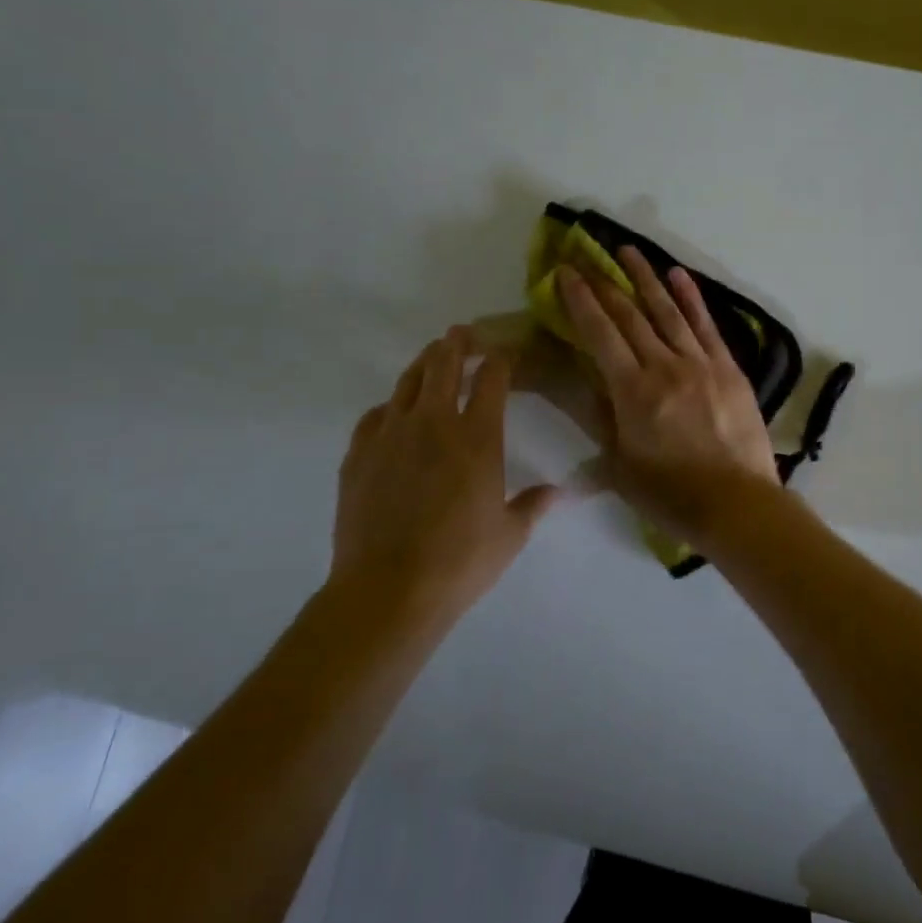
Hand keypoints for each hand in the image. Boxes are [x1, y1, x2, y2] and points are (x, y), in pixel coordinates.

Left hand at [333, 328, 558, 616]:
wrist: (388, 590)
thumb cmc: (460, 561)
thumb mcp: (510, 535)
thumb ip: (534, 505)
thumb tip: (562, 492)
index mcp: (478, 437)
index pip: (493, 380)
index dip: (501, 359)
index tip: (505, 352)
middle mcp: (435, 424)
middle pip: (445, 367)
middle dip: (457, 345)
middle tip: (462, 332)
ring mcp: (391, 436)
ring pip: (408, 383)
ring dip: (423, 364)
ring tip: (432, 355)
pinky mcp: (359, 455)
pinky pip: (375, 416)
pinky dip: (390, 406)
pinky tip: (393, 411)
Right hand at [556, 247, 781, 528]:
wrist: (737, 503)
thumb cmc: (671, 494)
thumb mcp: (619, 464)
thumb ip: (601, 419)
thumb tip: (585, 386)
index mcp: (632, 391)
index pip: (600, 334)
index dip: (580, 300)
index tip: (566, 273)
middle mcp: (664, 366)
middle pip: (630, 315)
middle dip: (605, 283)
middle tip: (588, 256)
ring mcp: (700, 363)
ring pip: (668, 311)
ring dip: (646, 278)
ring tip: (628, 250)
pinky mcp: (728, 368)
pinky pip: (706, 325)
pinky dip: (691, 298)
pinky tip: (678, 276)